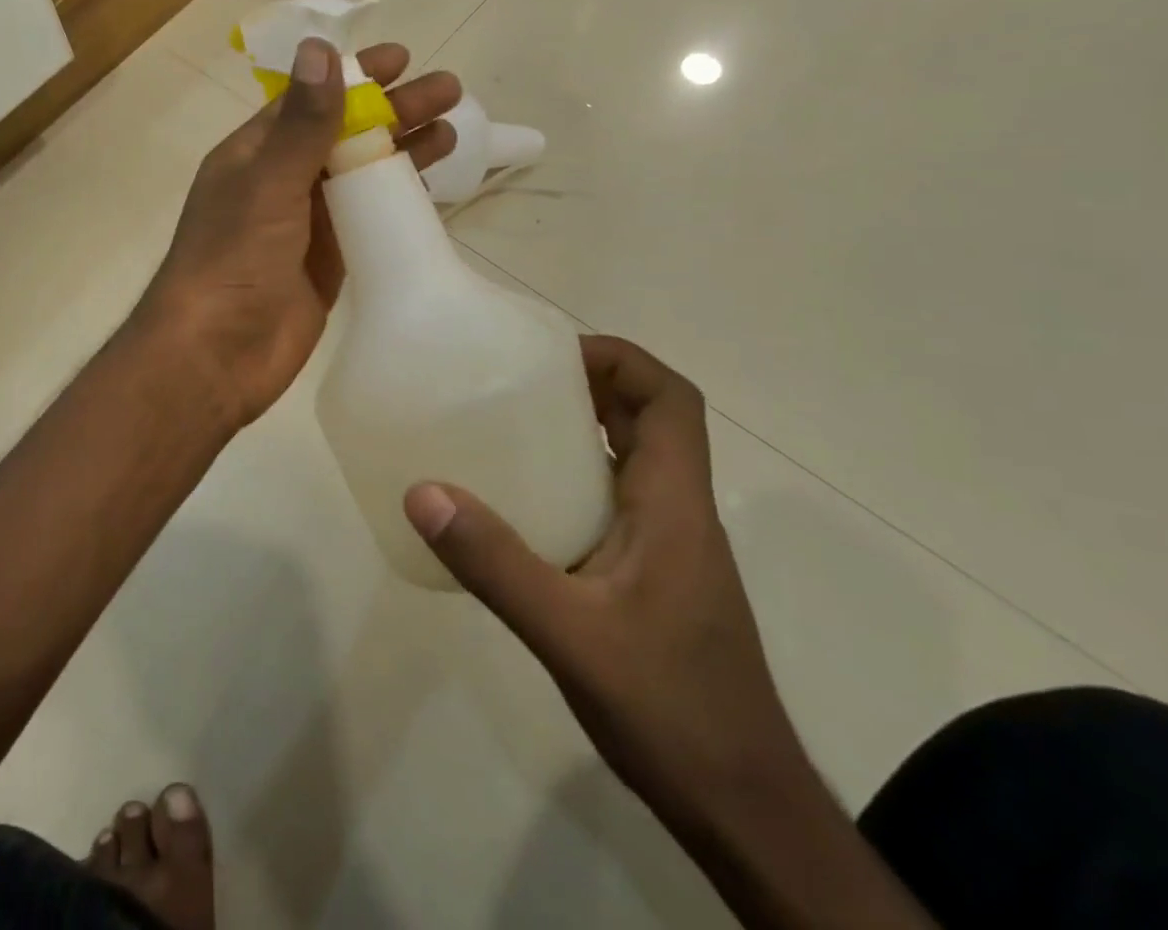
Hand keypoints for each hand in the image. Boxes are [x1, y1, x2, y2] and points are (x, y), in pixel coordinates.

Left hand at [139, 37, 460, 431]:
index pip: (309, 101)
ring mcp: (306, 224)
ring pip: (360, 174)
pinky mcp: (329, 261)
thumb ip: (302, 122)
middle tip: (448, 91)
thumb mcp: (268, 181)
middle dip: (392, 110)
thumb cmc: (234, 258)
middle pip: (343, 133)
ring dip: (402, 150)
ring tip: (452, 129)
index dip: (353, 76)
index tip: (401, 57)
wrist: (217, 354)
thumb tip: (320, 47)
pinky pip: (368, 218)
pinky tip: (434, 185)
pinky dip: (397, 199)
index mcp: (254, 153)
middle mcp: (279, 181)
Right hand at [403, 337, 808, 835]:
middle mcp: (677, 514)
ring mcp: (666, 549)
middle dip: (588, 385)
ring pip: (627, 461)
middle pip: (648, 420)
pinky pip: (609, 502)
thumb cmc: (673, 712)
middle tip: (513, 379)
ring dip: (578, 431)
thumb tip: (423, 492)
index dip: (621, 360)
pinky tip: (517, 504)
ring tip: (504, 424)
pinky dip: (570, 480)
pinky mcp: (649, 578)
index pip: (672, 402)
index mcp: (674, 507)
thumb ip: (496, 564)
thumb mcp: (572, 636)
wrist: (744, 812)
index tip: (553, 354)